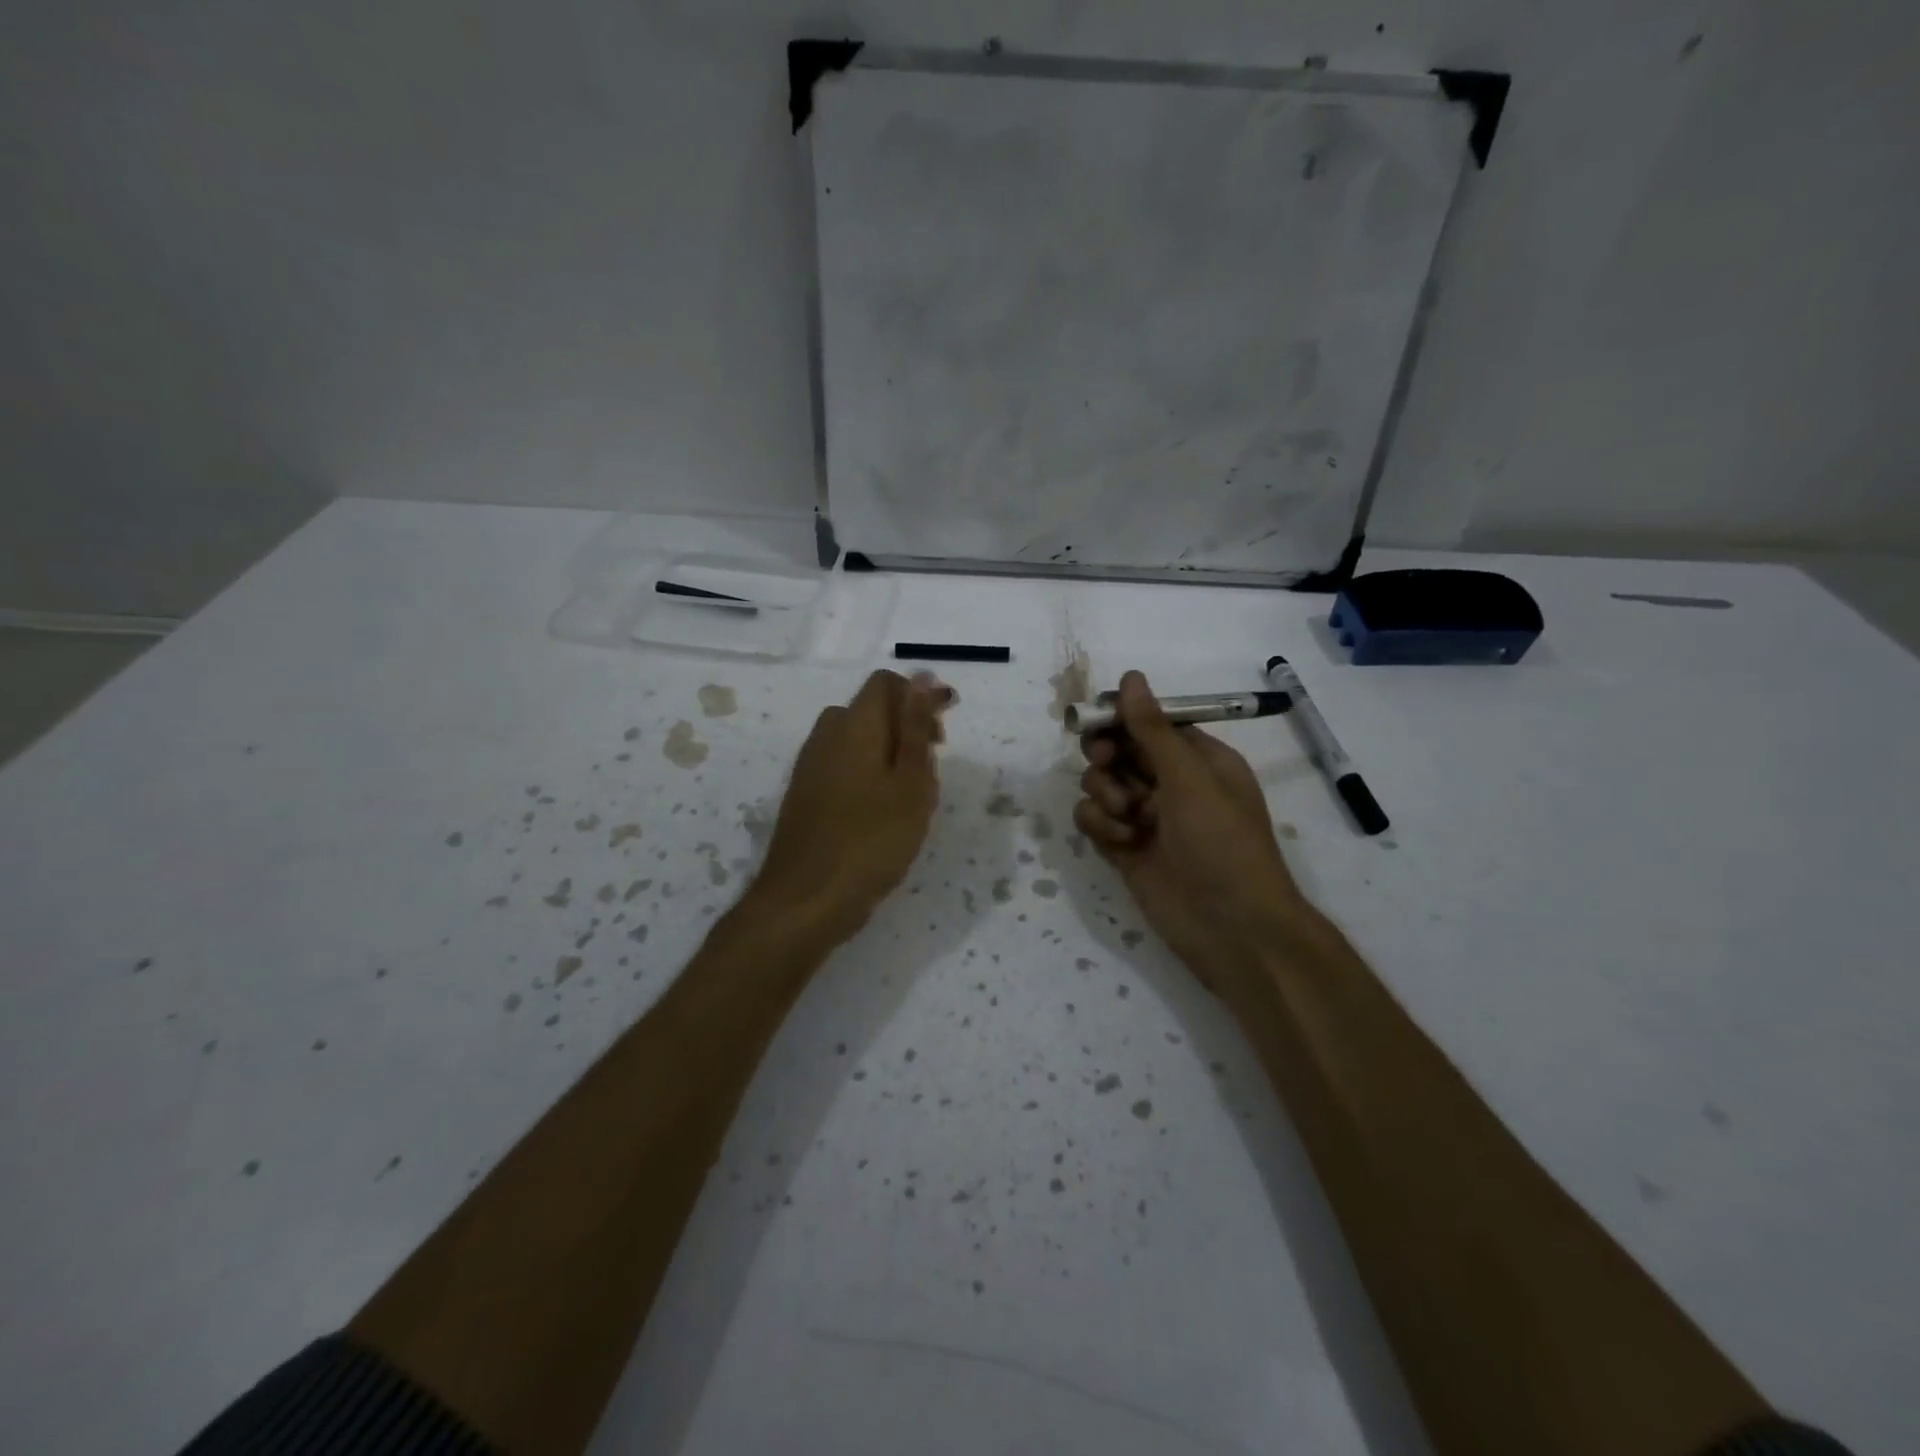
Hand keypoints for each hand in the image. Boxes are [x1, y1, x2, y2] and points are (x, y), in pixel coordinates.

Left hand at [748, 669, 945, 942]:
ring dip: (888, 754)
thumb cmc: (871, 841)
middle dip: (906, 727)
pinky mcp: (804, 796)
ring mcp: (810, 767)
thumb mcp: (909, 783)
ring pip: (856, 741)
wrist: (805, 901)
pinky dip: (867, 775)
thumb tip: (922, 676)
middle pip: (870, 711)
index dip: (919, 696)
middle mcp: (826, 737)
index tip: (946, 729)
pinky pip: (842, 766)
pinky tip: (881, 814)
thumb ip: (915, 727)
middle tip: (931, 767)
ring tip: (911, 795)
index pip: (885, 684)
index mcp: (853, 726)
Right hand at [1074, 671, 1308, 984]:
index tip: (1096, 721)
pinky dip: (1098, 824)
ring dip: (1104, 793)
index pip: (1149, 723)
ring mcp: (1146, 817)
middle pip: (1119, 750)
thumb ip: (1152, 730)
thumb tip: (1130, 676)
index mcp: (1198, 760)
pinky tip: (1118, 840)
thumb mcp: (1190, 779)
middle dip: (1107, 756)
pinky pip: (1094, 819)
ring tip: (1126, 817)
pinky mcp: (1125, 848)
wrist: (1232, 928)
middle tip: (1105, 764)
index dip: (1120, 718)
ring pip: (1102, 784)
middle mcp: (1170, 783)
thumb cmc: (1222, 844)